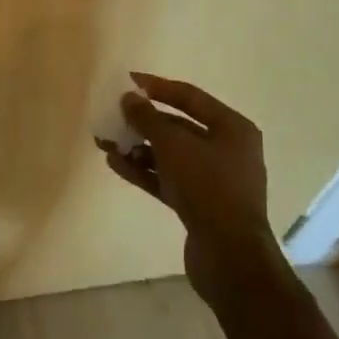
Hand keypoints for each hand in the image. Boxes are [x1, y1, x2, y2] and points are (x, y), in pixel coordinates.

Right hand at [99, 72, 279, 306]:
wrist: (230, 257)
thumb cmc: (208, 188)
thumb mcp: (174, 146)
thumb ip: (148, 119)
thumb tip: (128, 97)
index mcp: (232, 128)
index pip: (189, 97)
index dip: (157, 87)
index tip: (127, 81)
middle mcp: (226, 150)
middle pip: (178, 127)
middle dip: (142, 122)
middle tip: (111, 117)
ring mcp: (213, 180)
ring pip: (169, 155)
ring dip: (138, 148)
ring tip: (106, 143)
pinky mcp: (199, 205)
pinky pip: (167, 179)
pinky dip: (144, 171)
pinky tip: (116, 165)